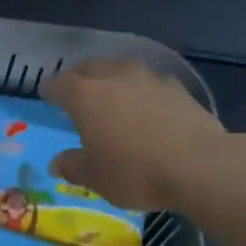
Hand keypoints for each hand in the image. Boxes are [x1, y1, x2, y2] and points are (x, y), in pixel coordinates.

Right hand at [41, 58, 227, 211]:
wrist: (200, 166)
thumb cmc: (135, 172)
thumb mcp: (96, 178)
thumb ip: (73, 166)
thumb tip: (57, 163)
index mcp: (86, 96)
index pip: (60, 85)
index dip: (50, 90)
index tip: (46, 94)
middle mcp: (115, 78)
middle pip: (90, 68)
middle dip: (79, 77)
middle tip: (75, 90)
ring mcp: (149, 79)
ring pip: (121, 70)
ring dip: (111, 78)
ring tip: (110, 94)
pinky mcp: (178, 89)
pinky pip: (148, 83)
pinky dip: (139, 90)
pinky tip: (144, 105)